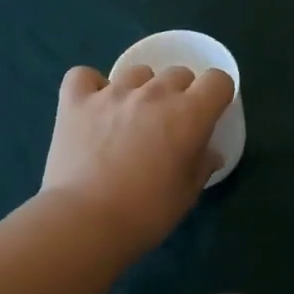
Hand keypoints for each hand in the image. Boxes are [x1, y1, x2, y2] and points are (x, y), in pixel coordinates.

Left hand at [41, 63, 234, 252]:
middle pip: (178, 73)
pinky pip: (85, 76)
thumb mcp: (187, 195)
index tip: (209, 114)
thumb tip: (209, 153)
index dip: (217, 94)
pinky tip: (92, 107)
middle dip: (180, 93)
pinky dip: (91, 86)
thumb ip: (202, 166)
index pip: (218, 80)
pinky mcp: (76, 101)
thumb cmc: (146, 212)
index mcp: (188, 114)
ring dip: (141, 89)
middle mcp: (153, 94)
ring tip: (130, 118)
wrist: (85, 220)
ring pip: (137, 72)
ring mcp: (112, 93)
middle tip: (169, 125)